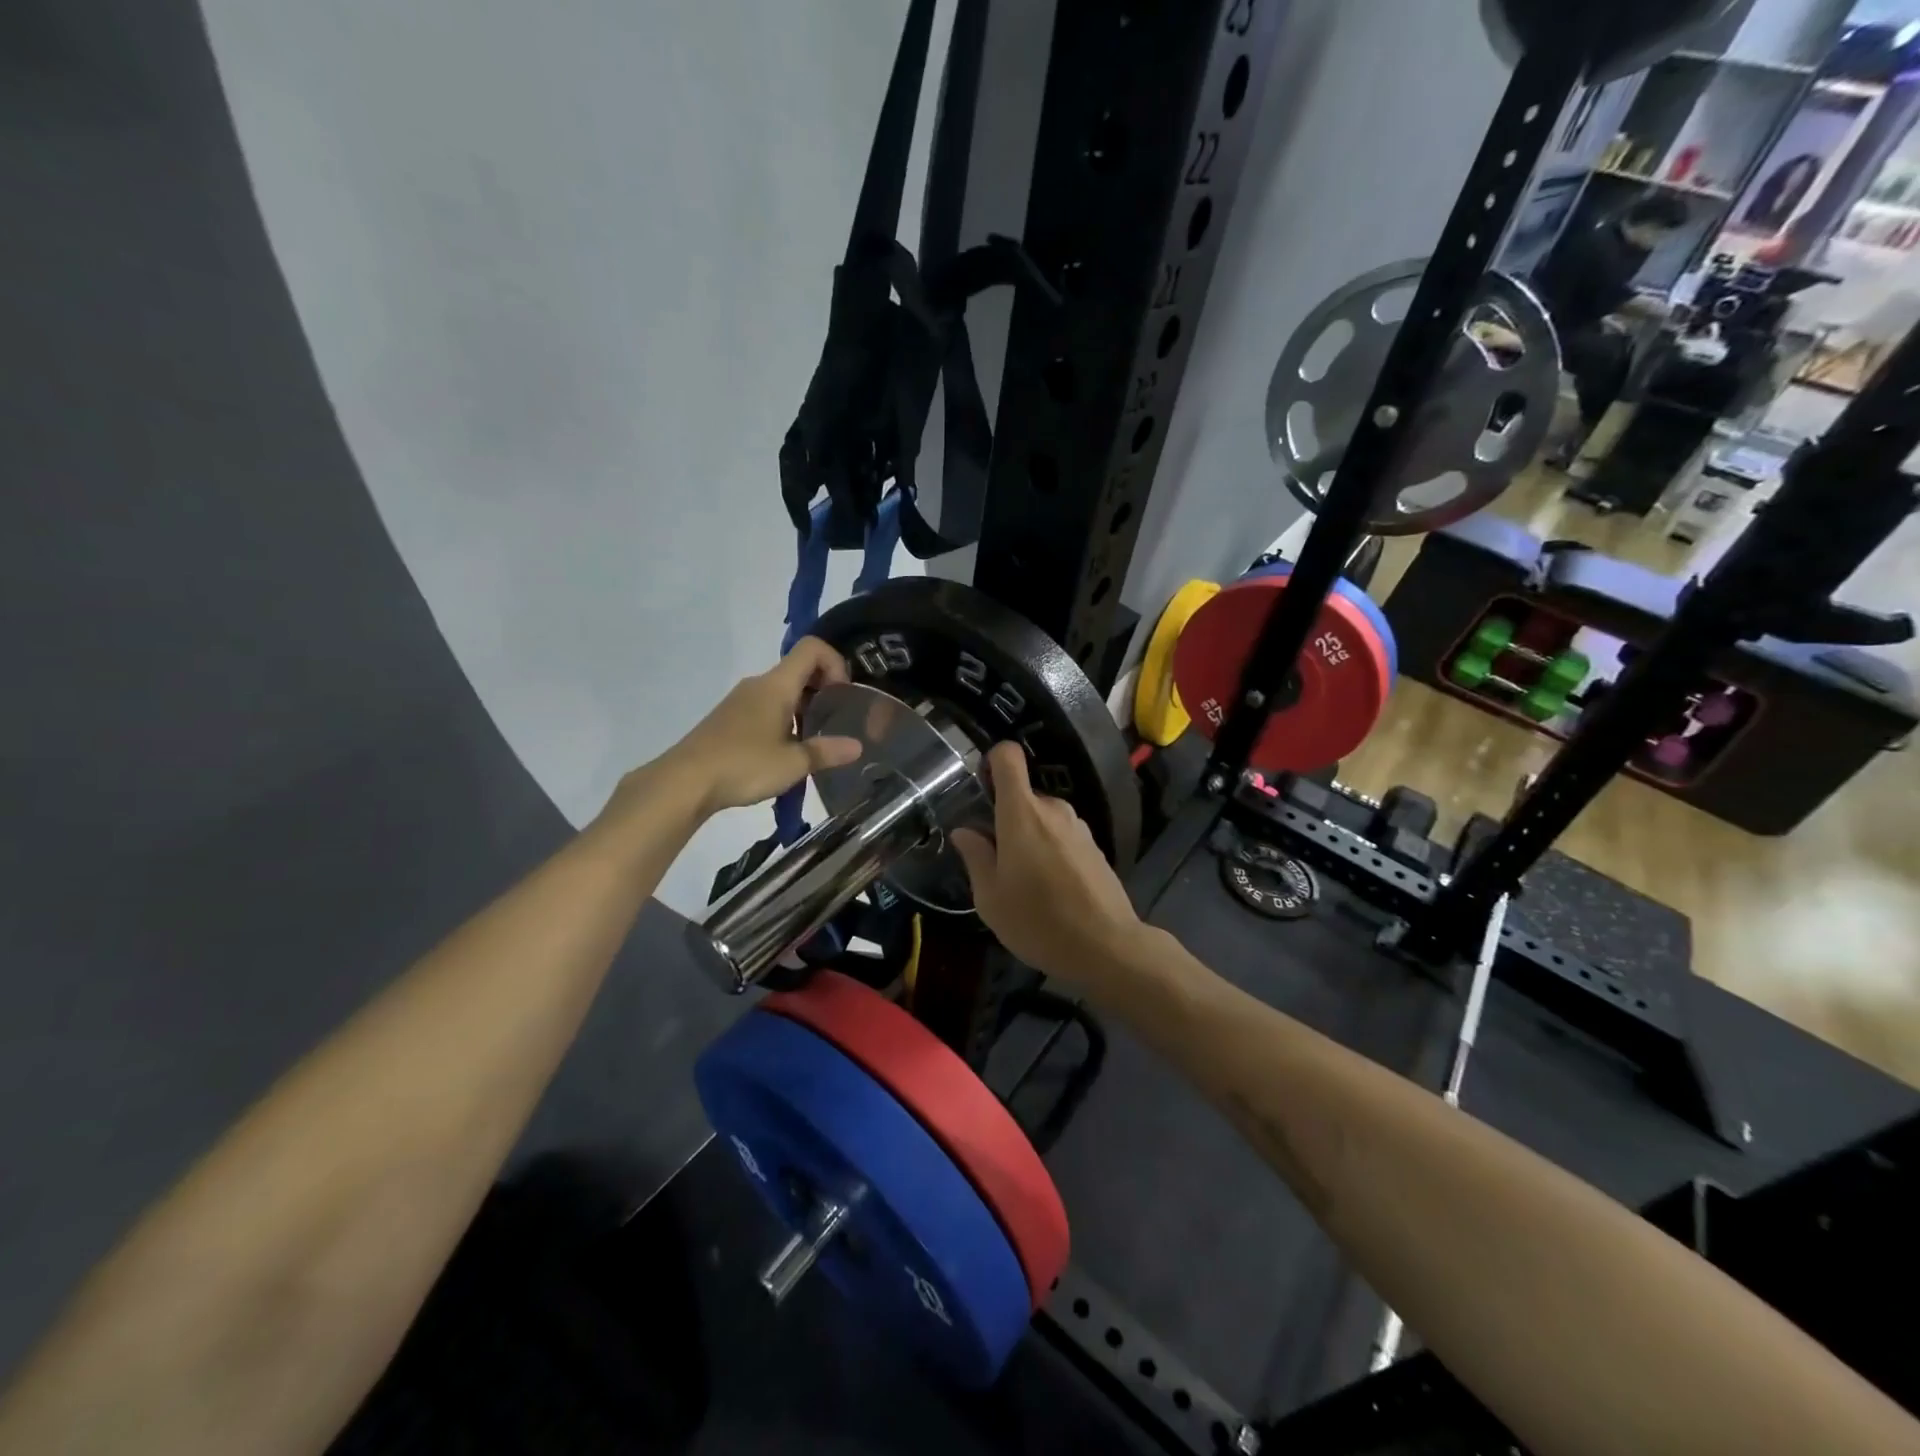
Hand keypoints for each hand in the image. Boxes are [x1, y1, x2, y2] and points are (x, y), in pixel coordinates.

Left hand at [657, 638, 862, 816]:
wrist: (684, 782)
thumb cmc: (743, 765)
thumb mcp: (792, 764)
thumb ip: (826, 752)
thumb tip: (857, 747)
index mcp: (777, 685)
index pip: (812, 649)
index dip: (835, 663)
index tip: (843, 696)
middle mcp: (759, 684)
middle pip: (800, 670)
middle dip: (824, 691)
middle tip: (836, 723)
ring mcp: (741, 700)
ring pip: (783, 691)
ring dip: (805, 709)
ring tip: (814, 744)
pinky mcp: (730, 718)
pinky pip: (767, 707)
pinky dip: (785, 720)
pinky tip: (785, 752)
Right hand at [951, 743, 1142, 981]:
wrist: (1107, 947)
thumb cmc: (1037, 921)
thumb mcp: (990, 897)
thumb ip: (975, 857)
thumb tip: (965, 831)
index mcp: (1022, 813)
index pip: (1008, 757)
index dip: (992, 762)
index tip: (980, 787)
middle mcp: (1053, 809)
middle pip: (1023, 796)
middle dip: (1006, 819)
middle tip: (995, 860)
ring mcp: (1079, 827)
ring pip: (1043, 819)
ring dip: (1030, 838)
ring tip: (1024, 881)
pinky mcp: (1095, 847)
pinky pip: (1063, 836)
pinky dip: (1051, 851)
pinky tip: (1051, 889)